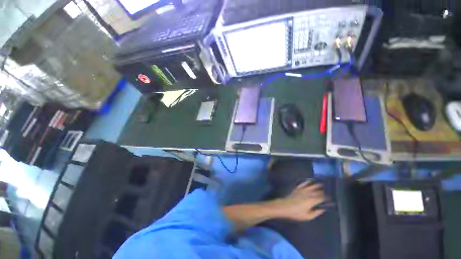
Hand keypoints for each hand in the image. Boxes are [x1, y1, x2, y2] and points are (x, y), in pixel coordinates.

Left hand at [274, 181, 326, 220]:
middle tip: (329, 190)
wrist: (284, 206)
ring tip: (322, 183)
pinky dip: (307, 181)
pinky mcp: (297, 188)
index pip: (322, 198)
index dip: (327, 198)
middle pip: (318, 191)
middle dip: (324, 190)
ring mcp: (302, 189)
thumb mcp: (308, 216)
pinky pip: (303, 183)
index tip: (331, 198)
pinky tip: (310, 180)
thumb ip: (316, 212)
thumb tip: (323, 209)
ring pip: (311, 186)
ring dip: (317, 184)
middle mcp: (308, 193)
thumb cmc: (296, 213)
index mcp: (312, 200)